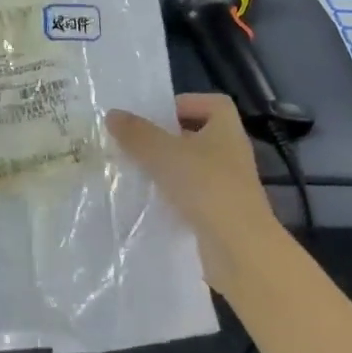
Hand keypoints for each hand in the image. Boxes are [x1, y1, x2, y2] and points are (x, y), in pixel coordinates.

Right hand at [106, 94, 284, 297]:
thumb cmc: (206, 186)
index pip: (213, 103)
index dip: (186, 103)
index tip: (157, 115)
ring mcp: (229, 186)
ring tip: (137, 172)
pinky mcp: (222, 215)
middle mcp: (232, 153)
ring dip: (169, 169)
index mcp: (227, 129)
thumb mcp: (163, 153)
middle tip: (137, 143)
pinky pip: (194, 197)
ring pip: (194, 168)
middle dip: (169, 138)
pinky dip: (174, 198)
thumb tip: (113, 114)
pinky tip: (151, 204)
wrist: (239, 249)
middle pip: (199, 135)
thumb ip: (137, 133)